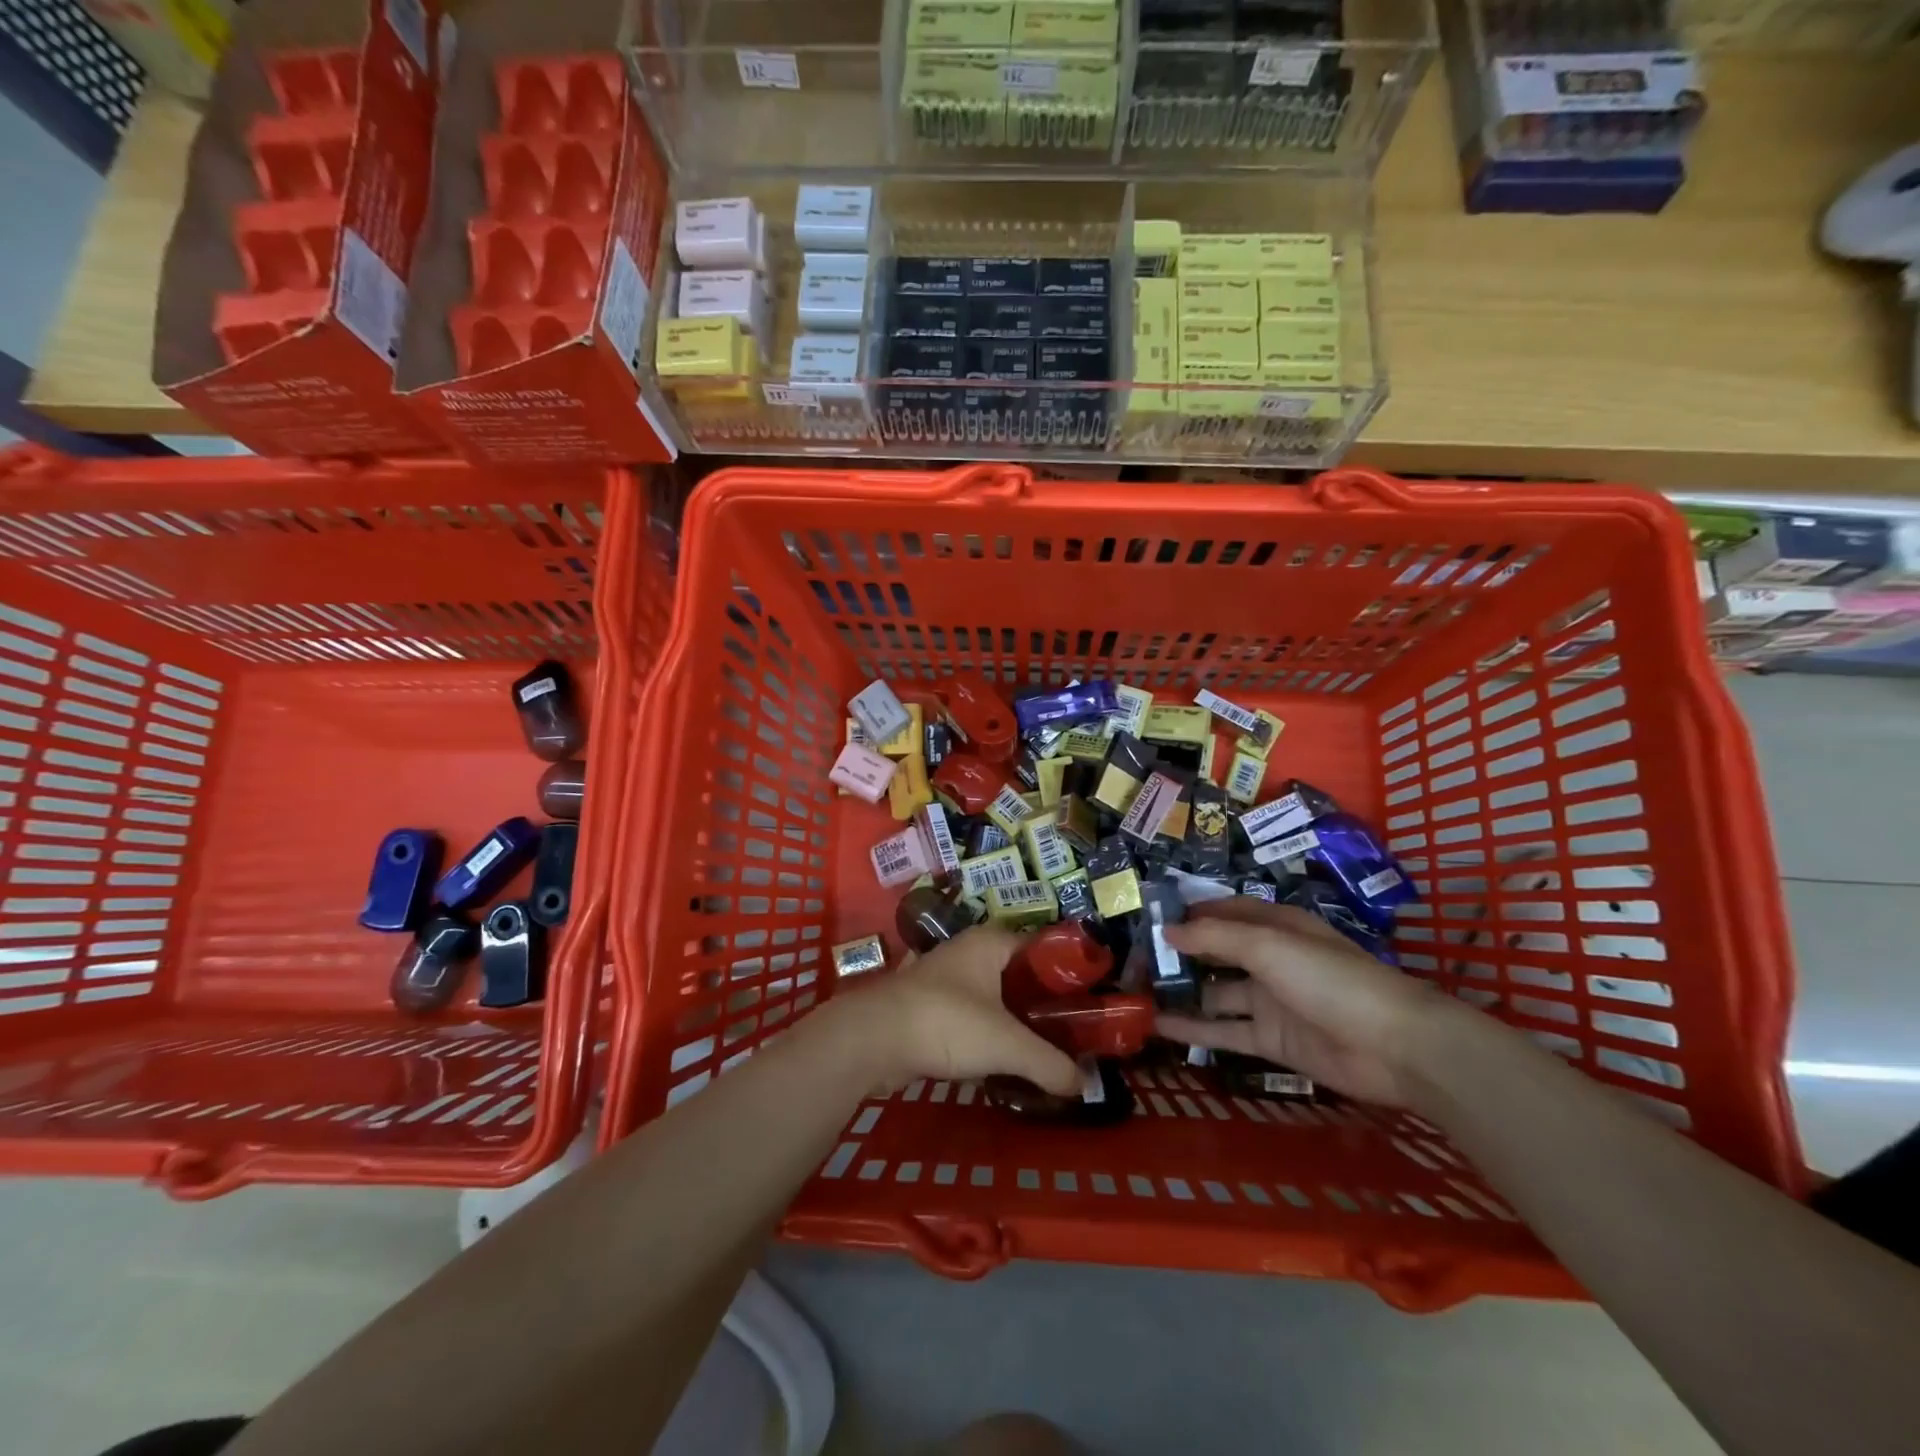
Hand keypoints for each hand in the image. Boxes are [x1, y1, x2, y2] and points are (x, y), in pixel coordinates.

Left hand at [827, 927, 1079, 1097]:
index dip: (1067, 975)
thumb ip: (1049, 1064)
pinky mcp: (926, 1006)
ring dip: (1013, 1021)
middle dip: (1041, 1004)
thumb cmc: (946, 1023)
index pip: (1041, 948)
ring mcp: (943, 978)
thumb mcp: (1007, 1044)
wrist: (872, 1039)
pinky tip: (1002, 1059)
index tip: (1089, 1005)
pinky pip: (970, 1016)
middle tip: (1071, 1035)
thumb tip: (1084, 1086)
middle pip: (1018, 975)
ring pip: (992, 997)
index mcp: (990, 942)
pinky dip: (987, 1034)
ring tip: (1043, 1051)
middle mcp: (967, 951)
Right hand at [1158, 898, 1469, 1106]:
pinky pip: (1224, 1031)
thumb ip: (1214, 938)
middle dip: (1178, 954)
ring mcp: (1270, 1001)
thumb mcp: (1268, 946)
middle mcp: (1269, 959)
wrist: (1394, 1047)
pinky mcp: (1272, 1040)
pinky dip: (1193, 1029)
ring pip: (1215, 993)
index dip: (1187, 912)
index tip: (1147, 917)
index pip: (1222, 912)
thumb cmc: (1330, 979)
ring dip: (1182, 992)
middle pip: (1215, 952)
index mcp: (1274, 925)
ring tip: (1137, 993)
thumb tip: (1167, 930)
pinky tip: (1158, 1026)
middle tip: (1134, 959)